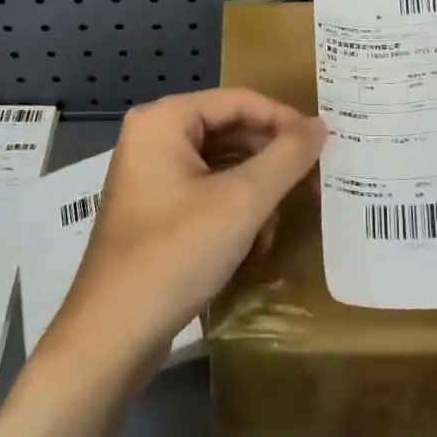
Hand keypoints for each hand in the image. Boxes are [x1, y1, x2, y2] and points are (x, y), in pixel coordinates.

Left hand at [46, 89, 326, 368]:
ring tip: (284, 217)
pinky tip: (255, 242)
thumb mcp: (243, 201)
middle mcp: (152, 138)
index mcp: (164, 120)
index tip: (323, 147)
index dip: (285, 121)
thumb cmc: (176, 253)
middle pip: (230, 131)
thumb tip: (320, 125)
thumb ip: (287, 157)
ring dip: (257, 190)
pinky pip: (205, 193)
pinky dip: (235, 211)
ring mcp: (150, 177)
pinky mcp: (154, 212)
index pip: (239, 101)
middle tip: (315, 182)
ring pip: (221, 165)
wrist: (112, 335)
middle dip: (272, 160)